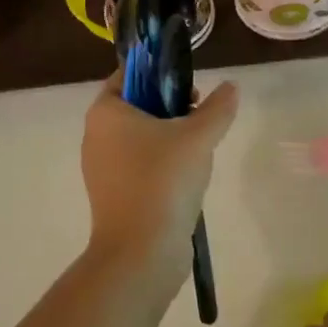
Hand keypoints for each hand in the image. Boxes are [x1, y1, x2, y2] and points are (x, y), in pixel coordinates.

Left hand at [81, 69, 238, 290]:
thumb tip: (231, 88)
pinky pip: (139, 167)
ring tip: (200, 149)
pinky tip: (188, 179)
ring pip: (140, 138)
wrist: (141, 253)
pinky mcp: (114, 195)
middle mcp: (96, 136)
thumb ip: (218, 108)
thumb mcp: (198, 137)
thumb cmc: (163, 181)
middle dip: (170, 107)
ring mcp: (102, 168)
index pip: (128, 74)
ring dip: (170, 138)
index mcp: (106, 112)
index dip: (159, 73)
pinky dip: (162, 165)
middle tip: (201, 116)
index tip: (189, 85)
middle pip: (136, 106)